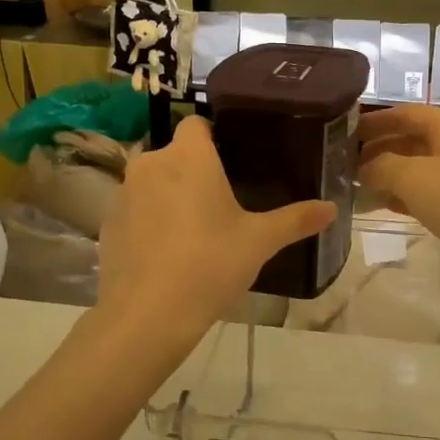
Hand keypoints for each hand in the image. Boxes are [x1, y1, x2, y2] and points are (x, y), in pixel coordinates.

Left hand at [96, 115, 333, 359]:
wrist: (147, 315)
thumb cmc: (210, 264)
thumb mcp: (259, 242)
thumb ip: (296, 220)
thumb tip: (332, 209)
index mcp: (189, 156)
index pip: (196, 124)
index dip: (213, 137)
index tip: (231, 161)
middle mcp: (151, 163)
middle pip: (174, 153)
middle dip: (193, 170)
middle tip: (219, 202)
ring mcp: (123, 193)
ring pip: (152, 181)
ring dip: (168, 194)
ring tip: (193, 229)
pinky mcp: (107, 223)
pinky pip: (134, 209)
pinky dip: (148, 220)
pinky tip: (165, 252)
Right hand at [356, 105, 439, 294]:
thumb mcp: (413, 177)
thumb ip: (380, 167)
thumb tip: (362, 169)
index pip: (404, 113)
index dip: (374, 120)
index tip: (343, 132)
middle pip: (410, 139)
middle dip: (377, 149)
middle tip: (344, 164)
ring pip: (418, 167)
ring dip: (388, 174)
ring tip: (356, 187)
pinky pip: (430, 191)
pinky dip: (406, 195)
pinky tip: (385, 207)